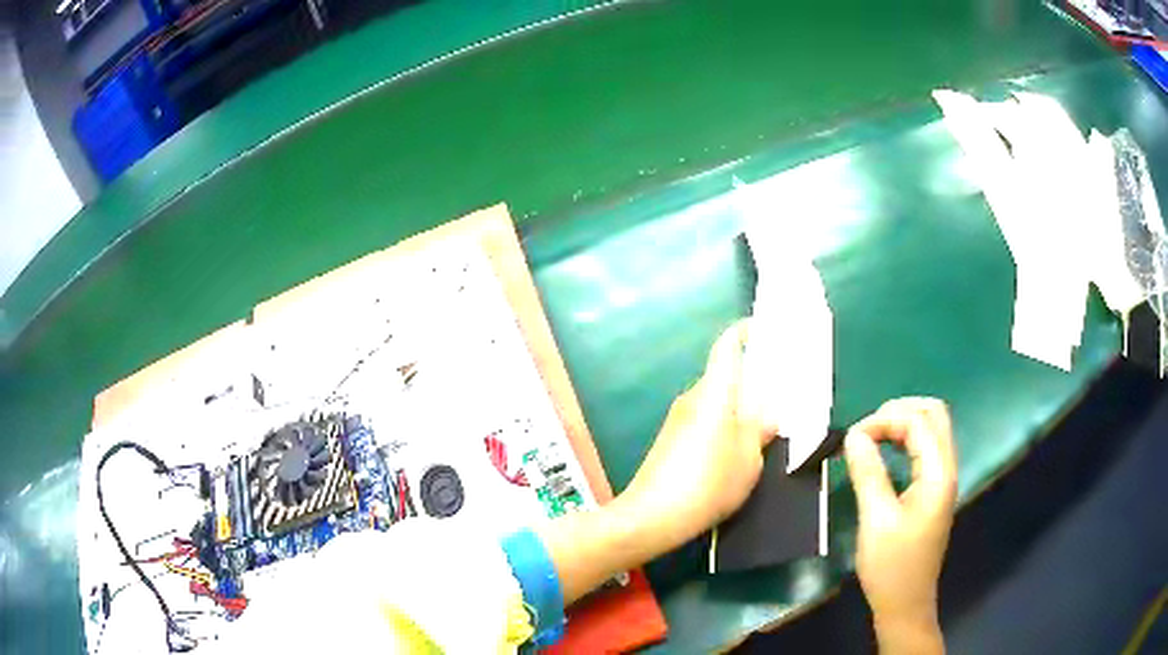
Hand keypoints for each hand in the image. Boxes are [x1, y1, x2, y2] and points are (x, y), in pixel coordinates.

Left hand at [621, 320, 775, 546]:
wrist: (653, 516)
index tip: (768, 333)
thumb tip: (769, 415)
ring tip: (768, 424)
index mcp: (715, 393)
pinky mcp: (672, 439)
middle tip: (783, 392)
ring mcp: (679, 418)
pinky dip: (725, 423)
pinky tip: (739, 448)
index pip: (727, 346)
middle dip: (754, 378)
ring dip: (741, 405)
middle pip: (726, 374)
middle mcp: (694, 397)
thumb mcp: (749, 458)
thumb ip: (761, 430)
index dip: (746, 332)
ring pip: (717, 399)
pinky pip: (706, 419)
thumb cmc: (708, 483)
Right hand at [844, 398, 957, 652]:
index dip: (884, 420)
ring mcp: (942, 478)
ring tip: (870, 437)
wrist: (905, 603)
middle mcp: (947, 468)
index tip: (851, 438)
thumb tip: (853, 435)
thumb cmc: (891, 566)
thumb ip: (868, 473)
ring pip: (931, 428)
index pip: (918, 422)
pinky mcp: (933, 489)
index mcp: (938, 473)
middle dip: (899, 411)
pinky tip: (884, 452)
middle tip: (866, 430)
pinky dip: (905, 439)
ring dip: (902, 423)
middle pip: (933, 414)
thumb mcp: (875, 520)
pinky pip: (925, 447)